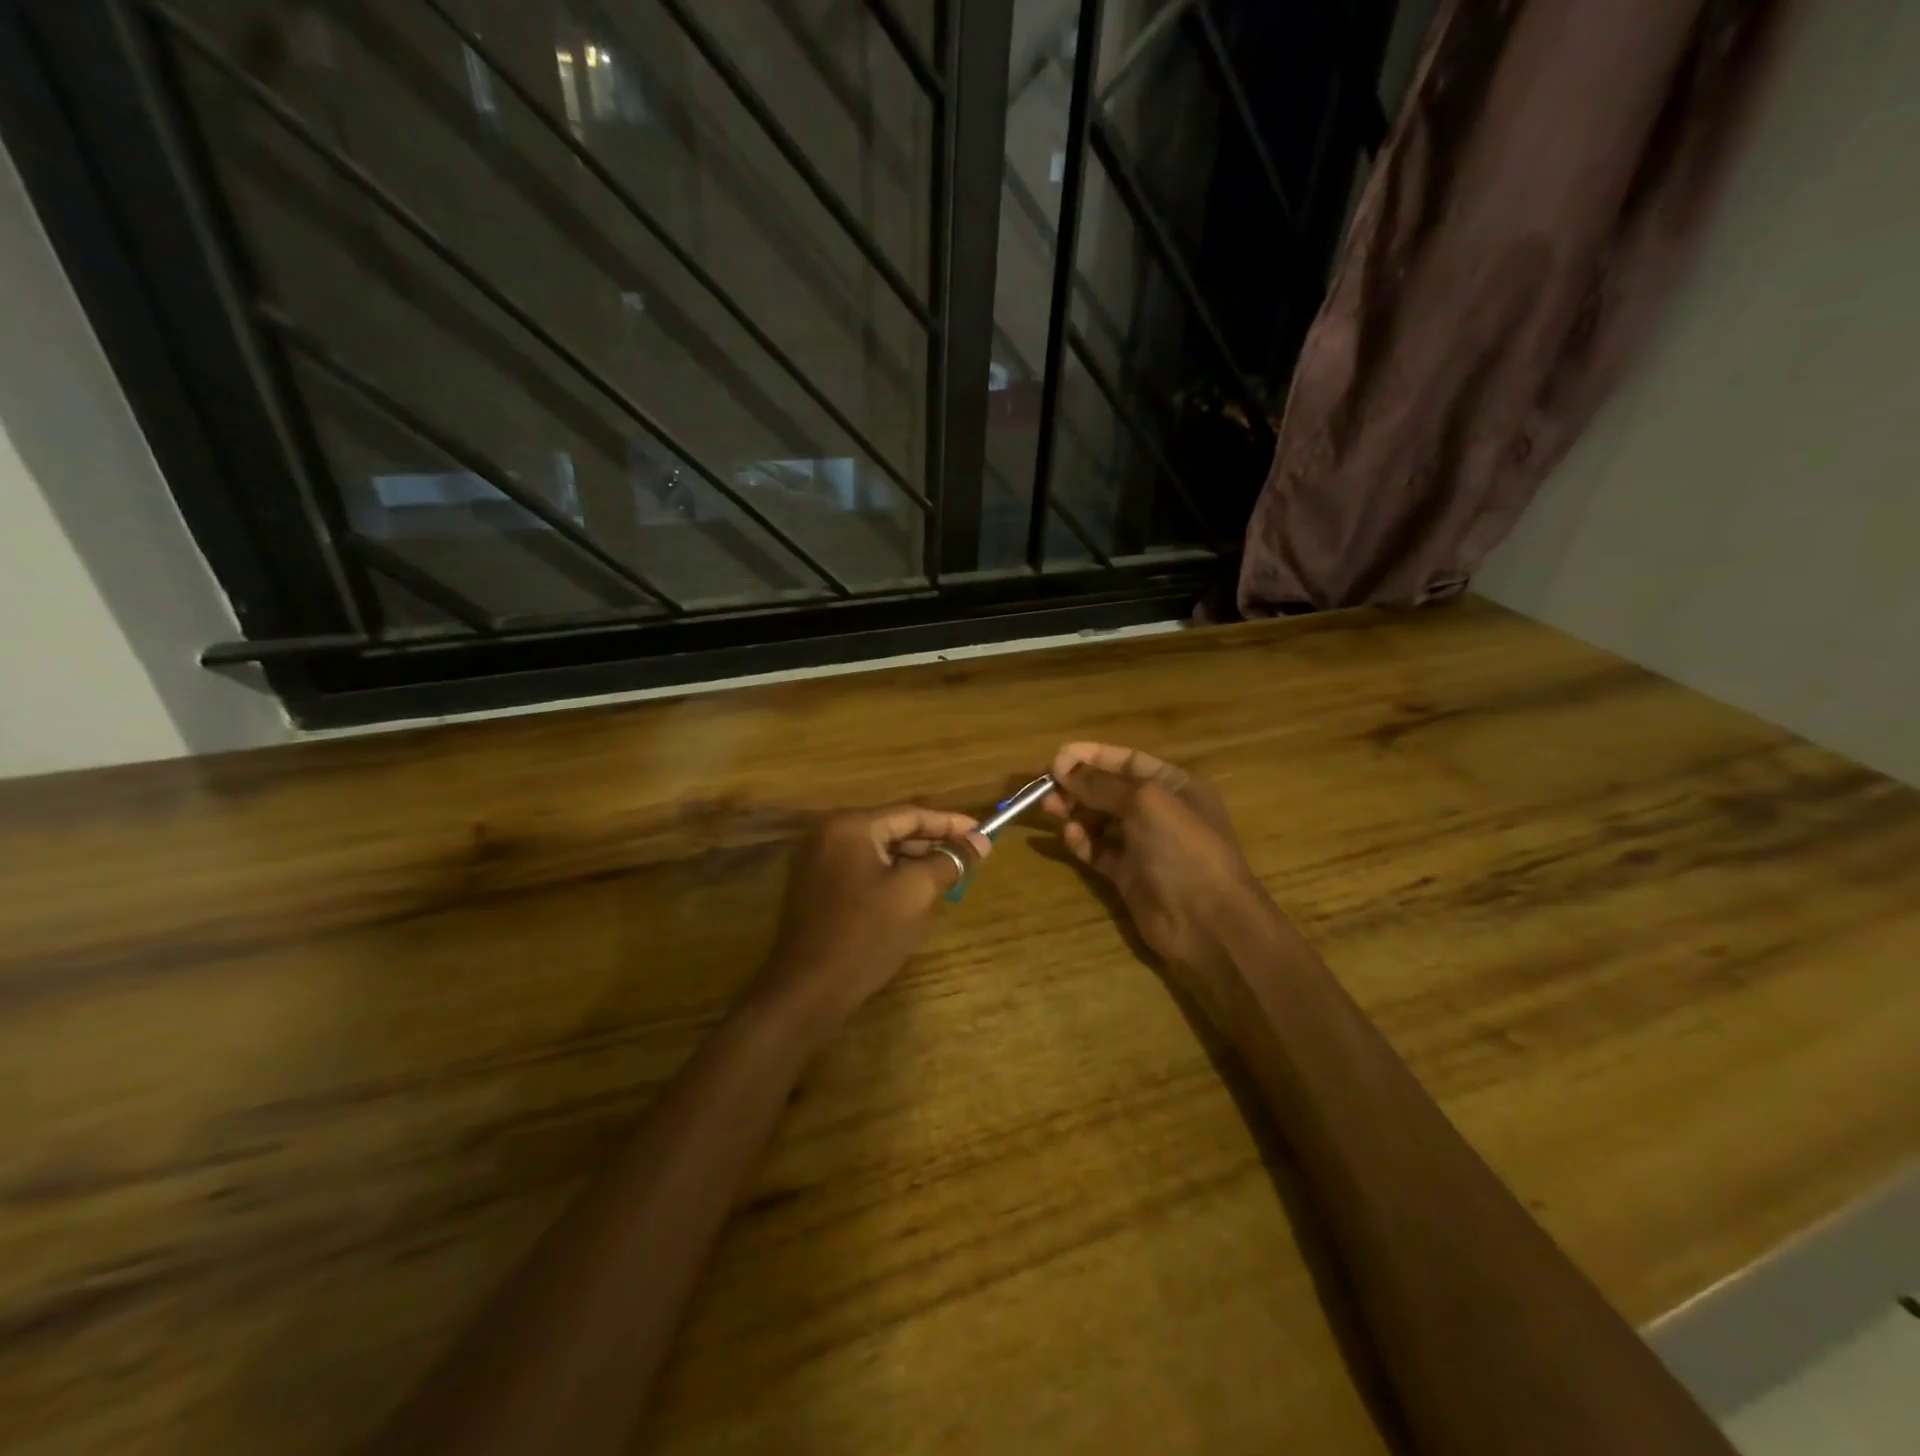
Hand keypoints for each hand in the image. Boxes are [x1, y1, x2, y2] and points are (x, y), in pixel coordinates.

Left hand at [756, 807, 989, 1030]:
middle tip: (970, 856)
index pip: (910, 814)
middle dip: (933, 843)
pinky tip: (917, 892)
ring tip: (950, 874)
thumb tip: (982, 841)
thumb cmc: (865, 935)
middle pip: (893, 829)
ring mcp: (818, 861)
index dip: (950, 823)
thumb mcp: (915, 893)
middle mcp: (829, 834)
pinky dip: (891, 876)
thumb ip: (950, 861)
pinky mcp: (816, 887)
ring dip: (914, 861)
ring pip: (879, 851)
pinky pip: (863, 870)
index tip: (983, 832)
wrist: (809, 991)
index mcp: (850, 826)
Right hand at [1043, 742, 1268, 991]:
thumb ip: (1100, 783)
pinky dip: (1082, 841)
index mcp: (1174, 784)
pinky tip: (1069, 836)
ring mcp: (1143, 844)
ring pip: (1100, 820)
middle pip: (1109, 790)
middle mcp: (1159, 810)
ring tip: (1050, 809)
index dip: (1091, 756)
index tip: (1055, 757)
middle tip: (1046, 788)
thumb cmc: (1182, 848)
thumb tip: (1061, 766)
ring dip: (1075, 811)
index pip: (1126, 760)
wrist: (1206, 921)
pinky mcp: (1128, 874)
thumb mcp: (1144, 802)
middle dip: (1078, 785)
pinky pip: (1098, 850)